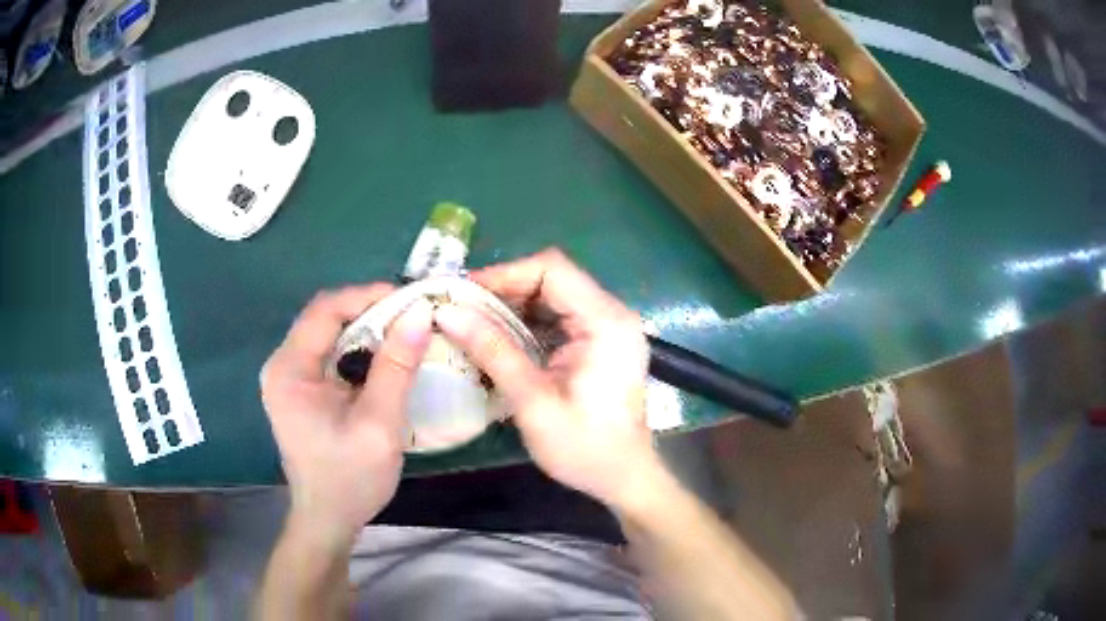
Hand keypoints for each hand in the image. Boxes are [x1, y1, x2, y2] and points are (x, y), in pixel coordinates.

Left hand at [260, 285, 432, 546]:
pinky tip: (387, 356)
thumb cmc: (349, 479)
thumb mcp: (378, 425)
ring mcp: (291, 376)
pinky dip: (361, 348)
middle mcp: (283, 365)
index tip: (411, 299)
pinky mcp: (302, 388)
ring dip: (368, 328)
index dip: (367, 296)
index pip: (325, 311)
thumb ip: (396, 368)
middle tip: (414, 314)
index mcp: (289, 370)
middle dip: (371, 310)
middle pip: (326, 318)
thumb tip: (420, 314)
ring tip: (407, 330)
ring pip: (331, 333)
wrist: (328, 520)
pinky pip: (332, 353)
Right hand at [435, 249, 663, 509]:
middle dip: (503, 290)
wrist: (625, 478)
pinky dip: (526, 324)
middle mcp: (611, 314)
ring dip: (511, 307)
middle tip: (460, 310)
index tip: (463, 294)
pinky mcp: (599, 342)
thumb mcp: (534, 402)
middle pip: (551, 278)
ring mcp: (607, 327)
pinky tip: (498, 340)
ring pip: (552, 296)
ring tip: (471, 323)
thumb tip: (448, 313)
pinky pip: (557, 317)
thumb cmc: (585, 448)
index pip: (551, 269)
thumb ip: (493, 352)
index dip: (503, 274)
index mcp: (606, 322)